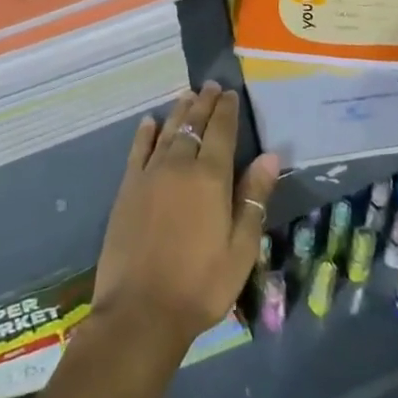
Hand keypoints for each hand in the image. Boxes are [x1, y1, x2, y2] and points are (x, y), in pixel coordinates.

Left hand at [92, 82, 278, 353]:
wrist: (140, 311)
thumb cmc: (200, 285)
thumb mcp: (241, 248)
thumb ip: (254, 198)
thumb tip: (270, 156)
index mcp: (210, 178)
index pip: (221, 132)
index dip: (226, 110)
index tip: (230, 93)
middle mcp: (178, 166)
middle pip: (193, 125)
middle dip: (203, 103)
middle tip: (210, 85)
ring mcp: (149, 175)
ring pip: (167, 132)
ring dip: (178, 111)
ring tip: (187, 95)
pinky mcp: (127, 189)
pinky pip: (137, 150)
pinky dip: (145, 133)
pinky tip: (149, 122)